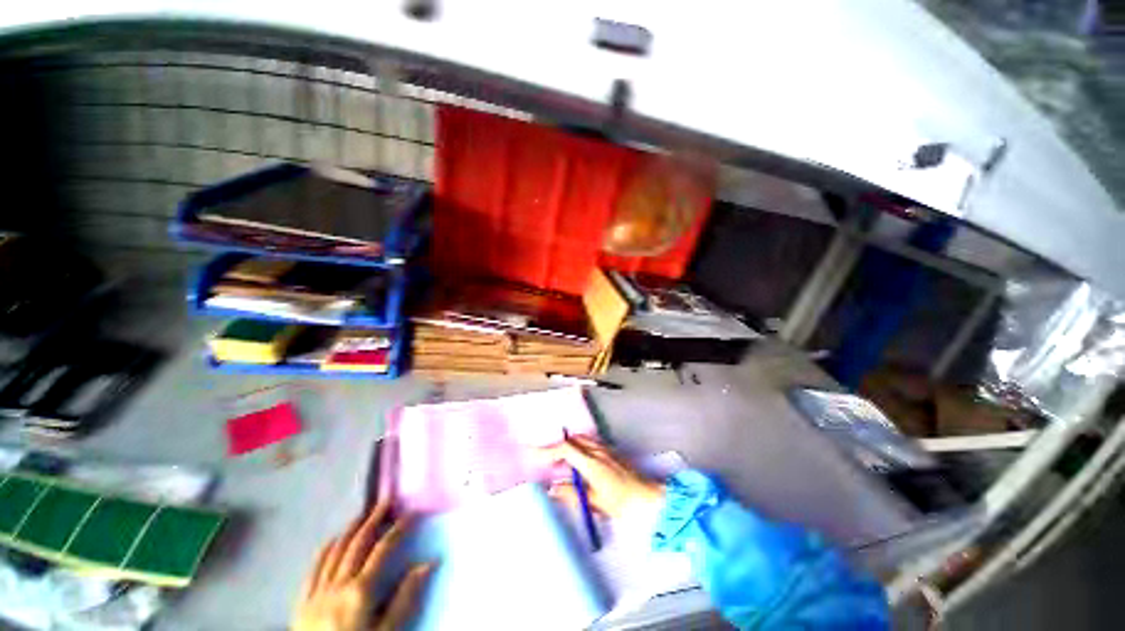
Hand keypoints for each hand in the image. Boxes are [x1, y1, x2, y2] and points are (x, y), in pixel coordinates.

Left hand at [293, 501, 432, 630]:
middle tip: (386, 502)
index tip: (411, 513)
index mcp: (360, 592)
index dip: (398, 528)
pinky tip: (332, 540)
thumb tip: (429, 563)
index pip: (383, 550)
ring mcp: (316, 593)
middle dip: (373, 520)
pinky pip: (313, 569)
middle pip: (357, 544)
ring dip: (350, 529)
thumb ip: (406, 599)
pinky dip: (325, 550)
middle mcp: (337, 585)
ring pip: (334, 551)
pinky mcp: (302, 603)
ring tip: (363, 514)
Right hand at [538, 435, 664, 518]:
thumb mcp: (594, 502)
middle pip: (572, 440)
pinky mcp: (611, 450)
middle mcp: (597, 451)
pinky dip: (579, 446)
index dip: (550, 451)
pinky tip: (579, 461)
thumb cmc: (621, 503)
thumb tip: (553, 488)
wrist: (647, 499)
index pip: (566, 448)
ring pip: (582, 439)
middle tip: (549, 462)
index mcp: (591, 463)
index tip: (537, 456)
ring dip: (569, 446)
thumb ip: (572, 494)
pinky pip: (590, 442)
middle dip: (558, 447)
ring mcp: (605, 448)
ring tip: (562, 462)